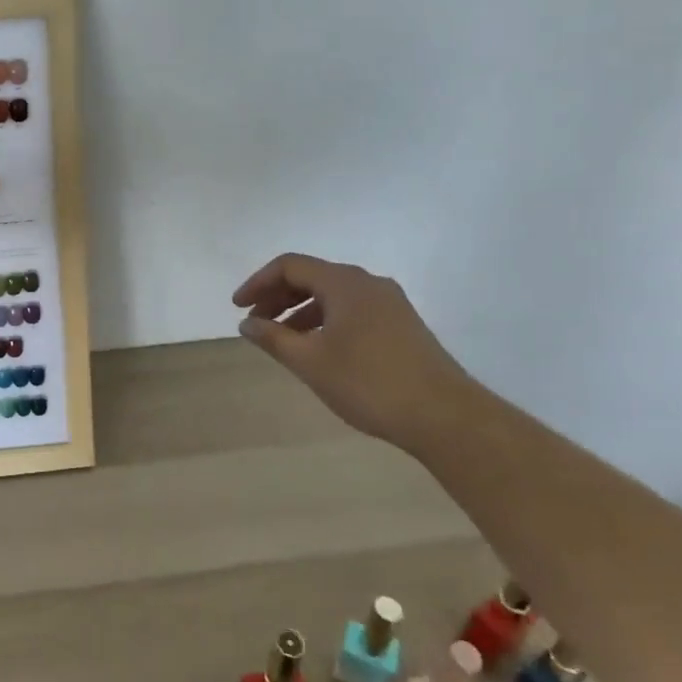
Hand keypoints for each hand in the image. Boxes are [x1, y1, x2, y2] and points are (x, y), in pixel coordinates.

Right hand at [232, 254, 476, 447]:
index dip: (258, 282)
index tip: (238, 307)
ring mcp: (390, 304)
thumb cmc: (368, 383)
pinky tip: (318, 350)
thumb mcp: (309, 361)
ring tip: (282, 340)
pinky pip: (352, 310)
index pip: (290, 265)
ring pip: (333, 295)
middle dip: (278, 297)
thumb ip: (272, 338)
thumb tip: (246, 323)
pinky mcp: (402, 325)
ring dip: (300, 311)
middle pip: (312, 277)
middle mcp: (368, 283)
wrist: (443, 416)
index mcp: (345, 283)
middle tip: (255, 323)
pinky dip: (325, 321)